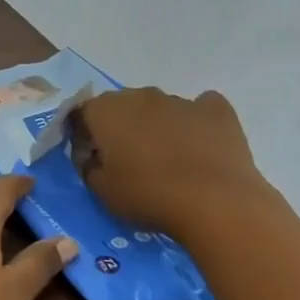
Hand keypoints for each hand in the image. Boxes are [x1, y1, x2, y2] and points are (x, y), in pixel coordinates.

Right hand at [72, 87, 272, 239]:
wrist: (215, 204)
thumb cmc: (148, 196)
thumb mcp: (102, 191)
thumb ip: (88, 167)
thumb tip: (91, 157)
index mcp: (106, 110)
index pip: (82, 113)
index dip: (82, 136)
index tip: (90, 159)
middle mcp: (140, 96)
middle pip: (121, 106)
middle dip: (119, 128)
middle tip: (127, 160)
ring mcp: (180, 100)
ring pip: (159, 108)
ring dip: (156, 126)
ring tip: (167, 159)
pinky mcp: (216, 111)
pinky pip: (200, 109)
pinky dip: (196, 122)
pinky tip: (199, 144)